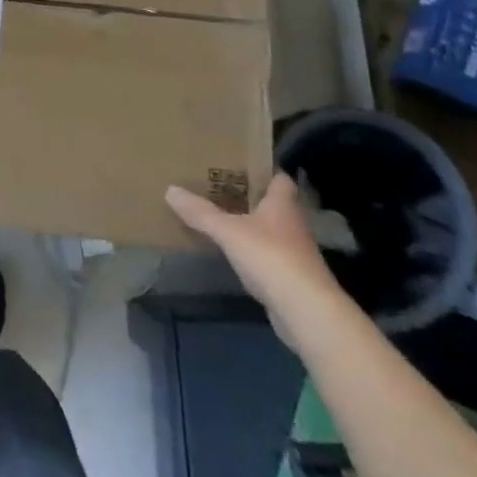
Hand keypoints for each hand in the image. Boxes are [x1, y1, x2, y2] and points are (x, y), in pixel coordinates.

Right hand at [166, 173, 351, 342]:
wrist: (307, 311)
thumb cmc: (270, 257)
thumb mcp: (227, 231)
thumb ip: (200, 212)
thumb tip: (170, 190)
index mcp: (283, 205)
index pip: (281, 179)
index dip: (265, 171)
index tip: (242, 165)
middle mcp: (293, 225)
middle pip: (275, 205)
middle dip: (253, 198)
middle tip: (221, 189)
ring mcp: (296, 254)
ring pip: (272, 232)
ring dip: (253, 226)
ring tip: (223, 218)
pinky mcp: (292, 279)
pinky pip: (269, 257)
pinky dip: (254, 253)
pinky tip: (235, 254)